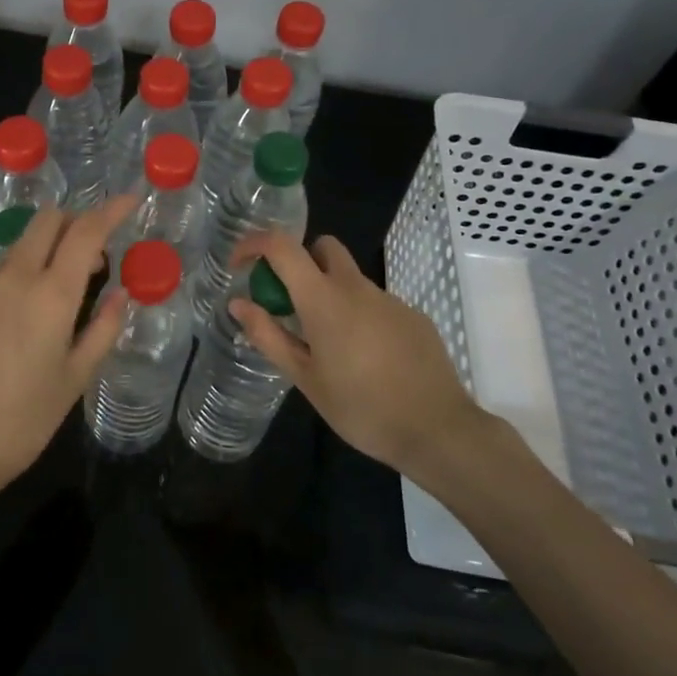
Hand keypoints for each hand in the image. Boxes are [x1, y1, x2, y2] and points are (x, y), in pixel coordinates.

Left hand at [0, 195, 135, 500]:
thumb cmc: (22, 420)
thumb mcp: (75, 379)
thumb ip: (103, 329)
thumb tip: (121, 294)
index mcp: (51, 293)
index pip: (86, 231)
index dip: (111, 210)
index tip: (130, 198)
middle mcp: (14, 278)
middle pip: (46, 221)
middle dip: (74, 220)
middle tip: (94, 253)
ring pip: (19, 248)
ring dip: (45, 251)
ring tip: (60, 294)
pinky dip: (17, 284)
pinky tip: (17, 328)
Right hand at [229, 230, 486, 477]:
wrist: (438, 430)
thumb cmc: (361, 408)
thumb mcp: (305, 378)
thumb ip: (268, 336)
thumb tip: (238, 304)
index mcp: (323, 299)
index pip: (281, 246)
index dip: (254, 244)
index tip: (240, 266)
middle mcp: (356, 287)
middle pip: (322, 247)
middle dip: (300, 261)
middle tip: (290, 302)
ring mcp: (389, 299)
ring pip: (350, 278)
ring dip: (330, 294)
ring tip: (330, 346)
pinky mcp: (413, 316)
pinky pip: (375, 303)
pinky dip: (360, 316)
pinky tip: (367, 359)